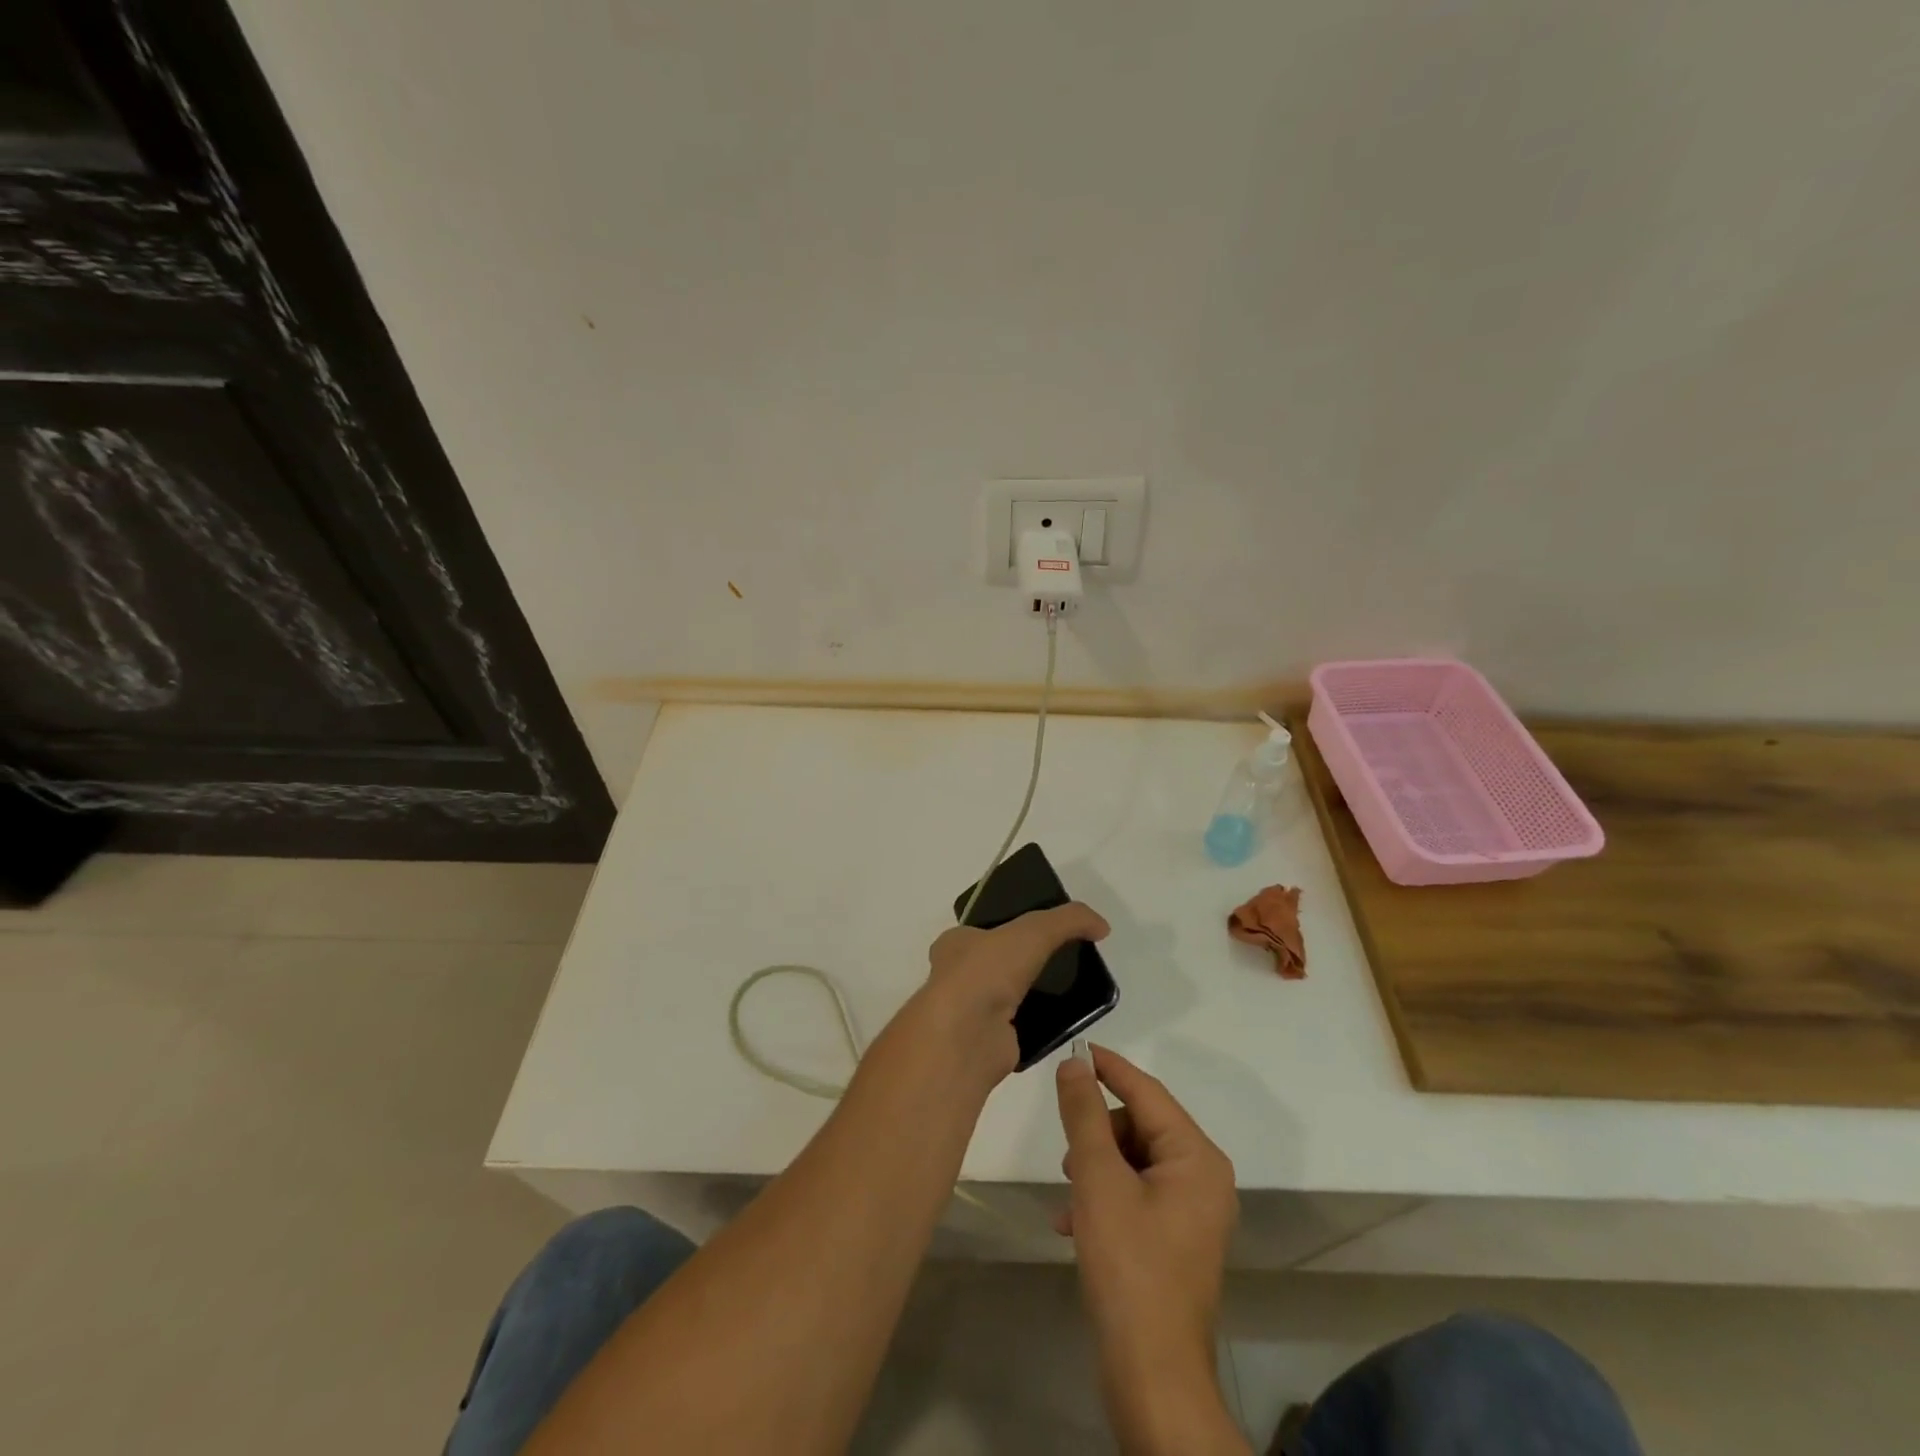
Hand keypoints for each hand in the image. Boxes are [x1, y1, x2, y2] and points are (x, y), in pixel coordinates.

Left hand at [921, 903, 1108, 1075]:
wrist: (968, 1036)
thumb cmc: (987, 971)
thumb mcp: (1033, 930)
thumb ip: (1069, 919)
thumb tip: (1102, 926)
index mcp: (955, 943)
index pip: (985, 929)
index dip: (1012, 925)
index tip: (1045, 930)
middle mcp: (958, 976)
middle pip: (1000, 962)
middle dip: (1028, 961)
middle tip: (1065, 958)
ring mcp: (972, 1012)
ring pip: (1012, 995)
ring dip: (1036, 992)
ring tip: (1073, 986)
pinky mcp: (991, 1042)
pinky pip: (1023, 1026)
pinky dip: (1043, 1022)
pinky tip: (1068, 1018)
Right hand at [1056, 1046, 1243, 1453]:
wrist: (1153, 1378)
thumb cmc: (1129, 1267)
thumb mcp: (1098, 1180)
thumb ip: (1085, 1115)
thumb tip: (1074, 1064)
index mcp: (1196, 1158)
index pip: (1147, 1092)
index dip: (1108, 1068)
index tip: (1074, 1049)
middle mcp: (1203, 1178)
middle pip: (1141, 1127)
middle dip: (1099, 1133)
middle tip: (1066, 1151)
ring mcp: (1193, 1212)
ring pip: (1134, 1162)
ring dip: (1096, 1167)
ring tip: (1068, 1194)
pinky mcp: (1176, 1240)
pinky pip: (1137, 1195)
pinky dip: (1105, 1197)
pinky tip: (1074, 1222)